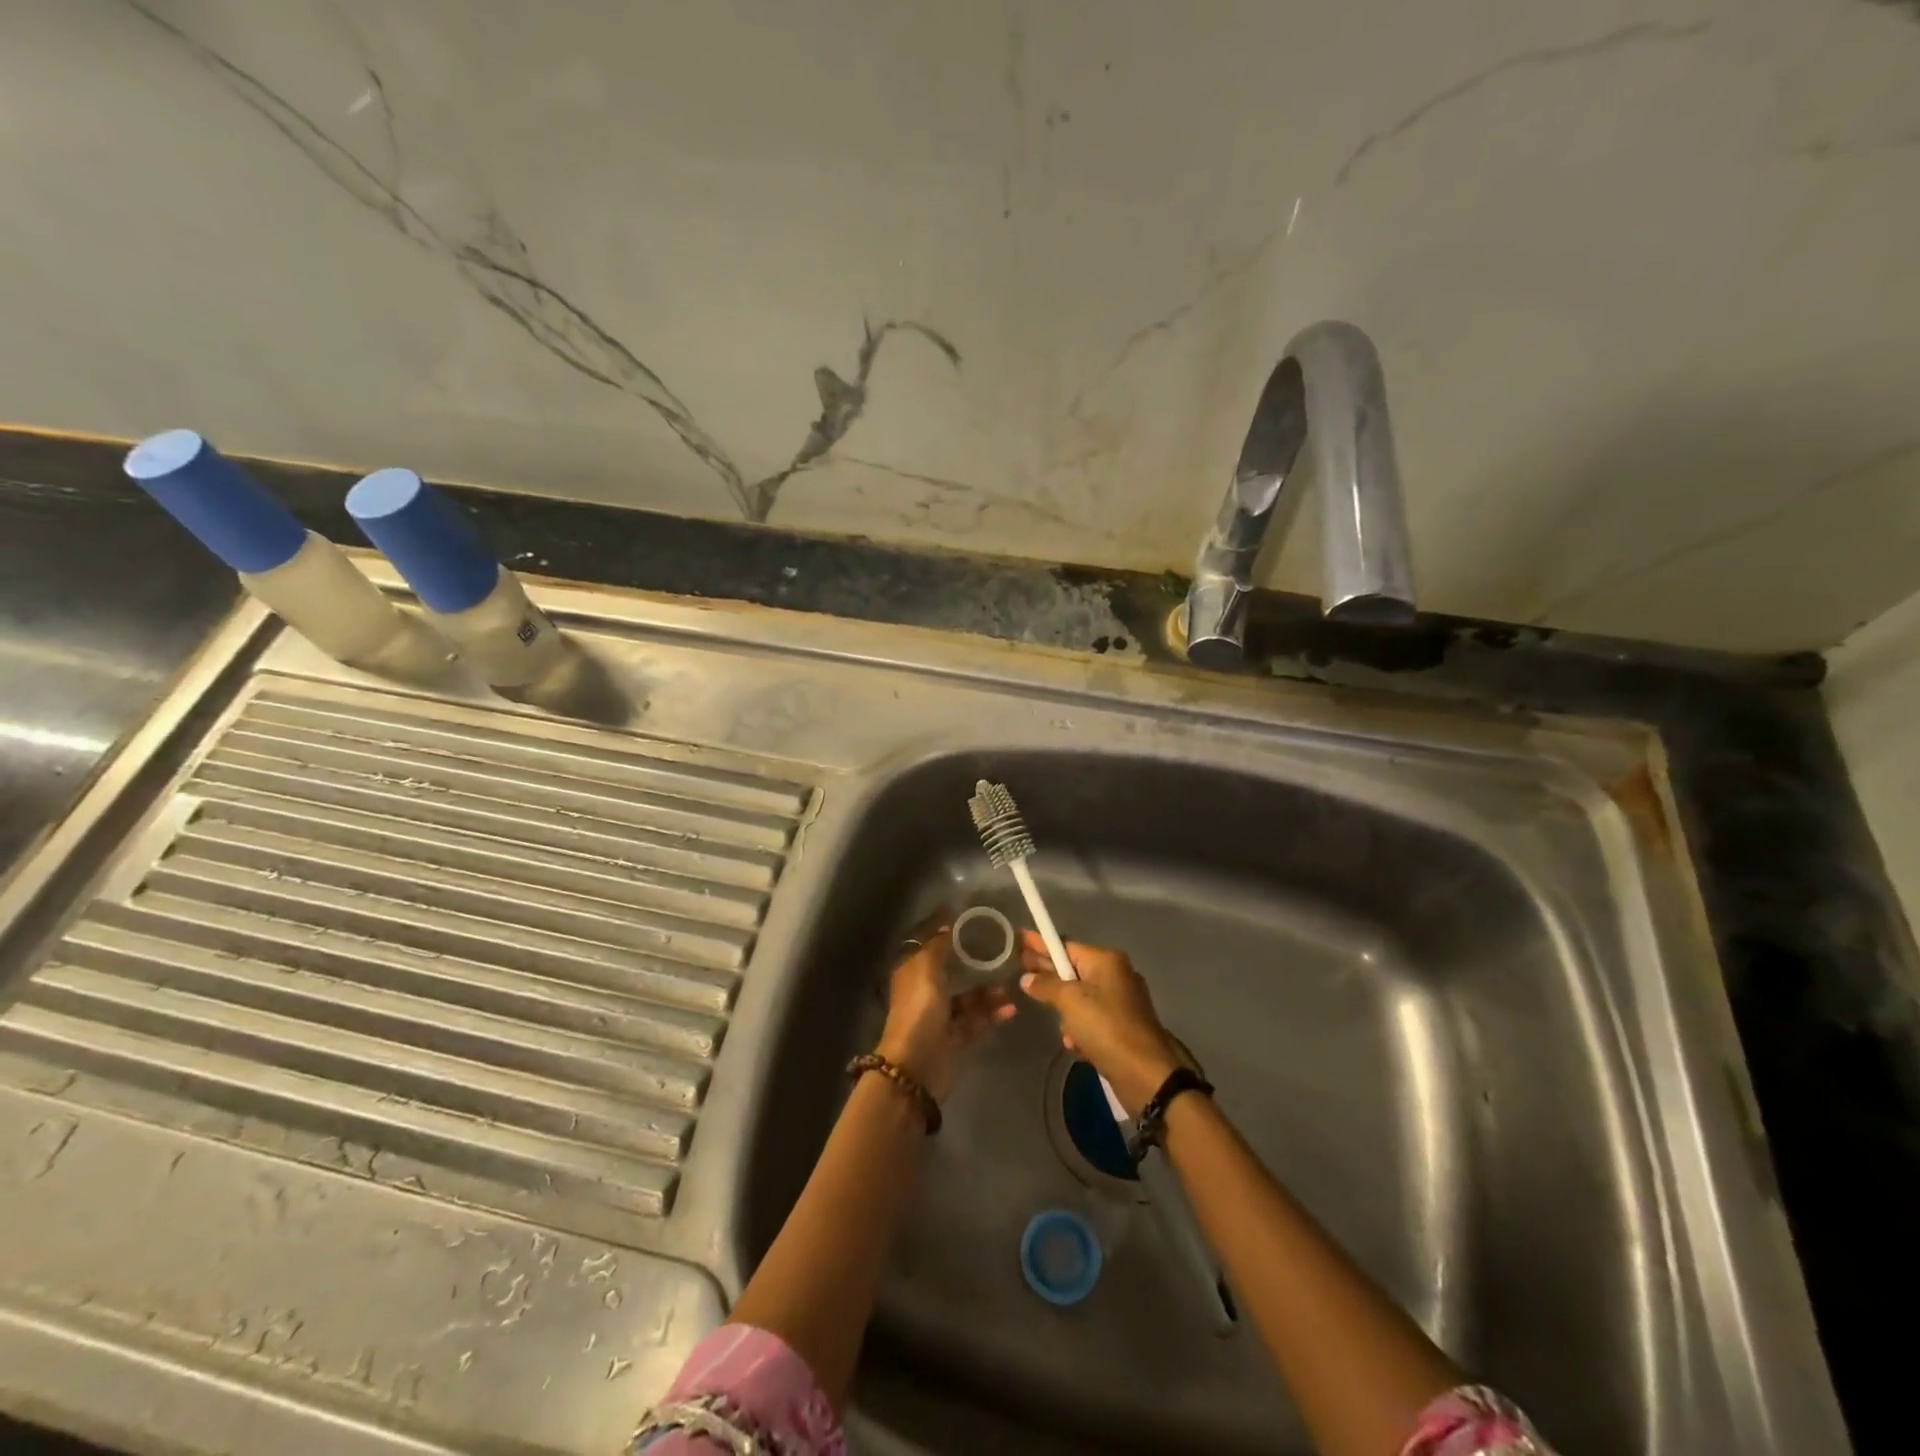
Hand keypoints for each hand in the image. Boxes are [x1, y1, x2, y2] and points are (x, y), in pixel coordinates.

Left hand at [877, 915, 1016, 1102]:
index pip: (931, 946)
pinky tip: (1011, 1009)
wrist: (916, 1065)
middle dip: (975, 963)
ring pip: (969, 998)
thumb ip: (939, 946)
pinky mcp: (956, 1038)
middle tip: (1002, 953)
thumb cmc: (919, 1010)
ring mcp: (941, 1016)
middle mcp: (926, 991)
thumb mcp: (926, 969)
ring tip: (1010, 987)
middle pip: (953, 972)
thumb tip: (949, 926)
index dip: (947, 933)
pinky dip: (993, 1014)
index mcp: (914, 972)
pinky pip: (978, 1020)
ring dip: (989, 992)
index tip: (972, 922)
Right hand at [1018, 933, 1190, 1116]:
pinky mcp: (1121, 1027)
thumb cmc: (1106, 1028)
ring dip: (1066, 1014)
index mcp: (1106, 961)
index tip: (1019, 937)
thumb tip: (1027, 978)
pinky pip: (1090, 1020)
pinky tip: (1075, 1045)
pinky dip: (1080, 1030)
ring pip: (1078, 998)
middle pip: (1071, 969)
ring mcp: (1119, 1002)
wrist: (1146, 1075)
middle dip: (1048, 975)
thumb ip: (1046, 985)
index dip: (1040, 943)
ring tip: (1063, 1029)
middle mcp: (1115, 975)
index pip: (1065, 946)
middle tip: (1019, 973)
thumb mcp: (1070, 1001)